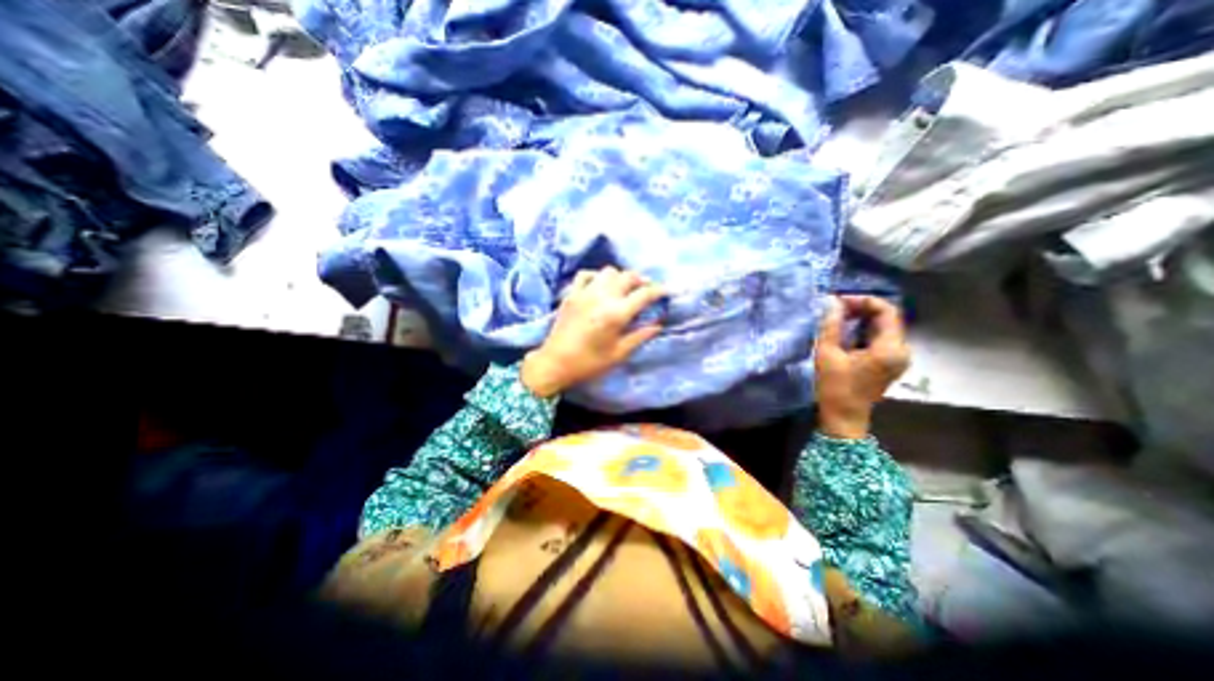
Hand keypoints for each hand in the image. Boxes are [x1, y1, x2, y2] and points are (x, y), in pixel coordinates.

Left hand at [518, 266, 667, 399]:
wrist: (555, 363)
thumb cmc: (589, 363)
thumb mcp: (618, 354)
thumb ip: (639, 336)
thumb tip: (657, 325)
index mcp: (616, 314)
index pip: (644, 294)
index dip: (658, 290)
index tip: (666, 290)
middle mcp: (602, 297)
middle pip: (628, 276)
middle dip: (641, 280)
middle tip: (646, 289)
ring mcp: (585, 293)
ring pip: (608, 271)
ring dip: (620, 277)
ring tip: (623, 288)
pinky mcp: (571, 294)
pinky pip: (586, 274)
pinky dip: (597, 276)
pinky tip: (600, 285)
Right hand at [813, 296, 910, 437]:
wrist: (843, 418)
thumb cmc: (835, 387)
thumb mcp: (827, 353)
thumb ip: (831, 326)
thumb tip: (832, 302)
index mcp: (890, 348)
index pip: (887, 311)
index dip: (863, 301)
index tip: (838, 301)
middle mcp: (901, 350)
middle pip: (888, 318)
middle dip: (861, 308)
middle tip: (835, 308)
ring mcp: (897, 358)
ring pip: (883, 327)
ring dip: (861, 318)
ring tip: (837, 317)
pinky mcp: (889, 363)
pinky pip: (880, 337)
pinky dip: (863, 329)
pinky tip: (845, 331)